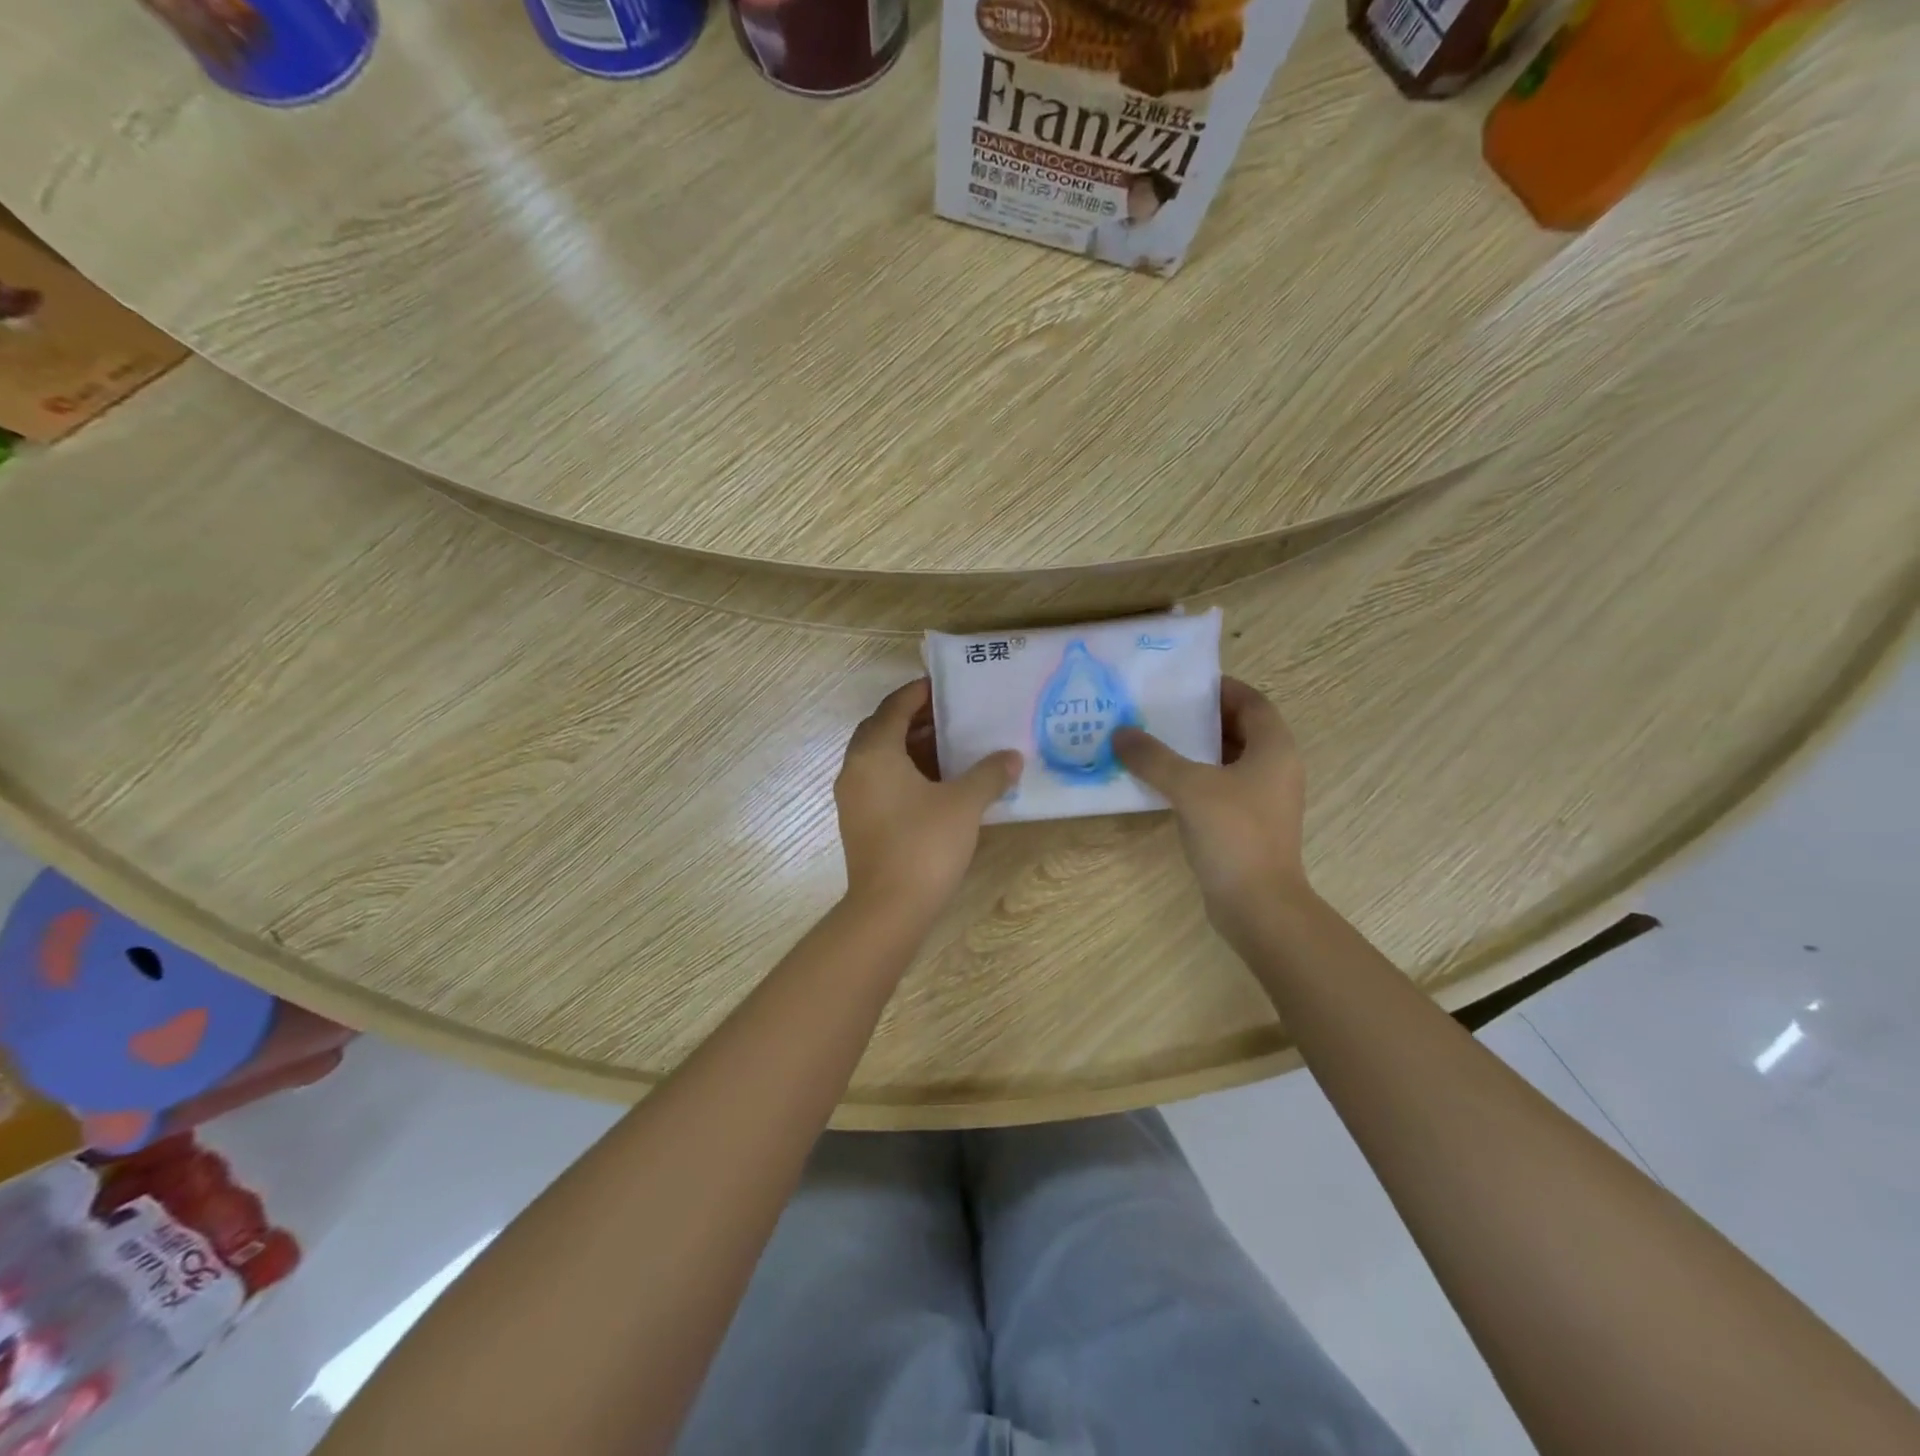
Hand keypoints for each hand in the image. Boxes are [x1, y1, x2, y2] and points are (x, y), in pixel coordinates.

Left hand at [834, 679, 1021, 923]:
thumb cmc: (925, 845)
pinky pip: (880, 781)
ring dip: (911, 747)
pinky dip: (905, 771)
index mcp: (875, 752)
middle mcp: (856, 768)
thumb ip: (989, 774)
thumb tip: (1011, 757)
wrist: (889, 909)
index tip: (945, 686)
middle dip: (915, 719)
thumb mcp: (964, 804)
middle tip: (952, 715)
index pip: (894, 707)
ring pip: (881, 757)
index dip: (919, 693)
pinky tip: (938, 783)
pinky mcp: (859, 821)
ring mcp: (854, 797)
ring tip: (951, 746)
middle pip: (883, 729)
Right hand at [1113, 678, 1308, 947]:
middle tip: (1159, 711)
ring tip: (1153, 742)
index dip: (1220, 688)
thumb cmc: (1233, 834)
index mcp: (1274, 748)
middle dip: (1201, 718)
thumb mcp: (1189, 787)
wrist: (1258, 905)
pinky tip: (1162, 783)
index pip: (1251, 701)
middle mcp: (1275, 768)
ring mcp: (1263, 799)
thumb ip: (1153, 757)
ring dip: (1195, 749)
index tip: (1183, 684)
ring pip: (1228, 760)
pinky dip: (1196, 778)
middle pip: (1239, 729)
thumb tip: (1120, 733)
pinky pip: (1221, 787)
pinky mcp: (1249, 824)